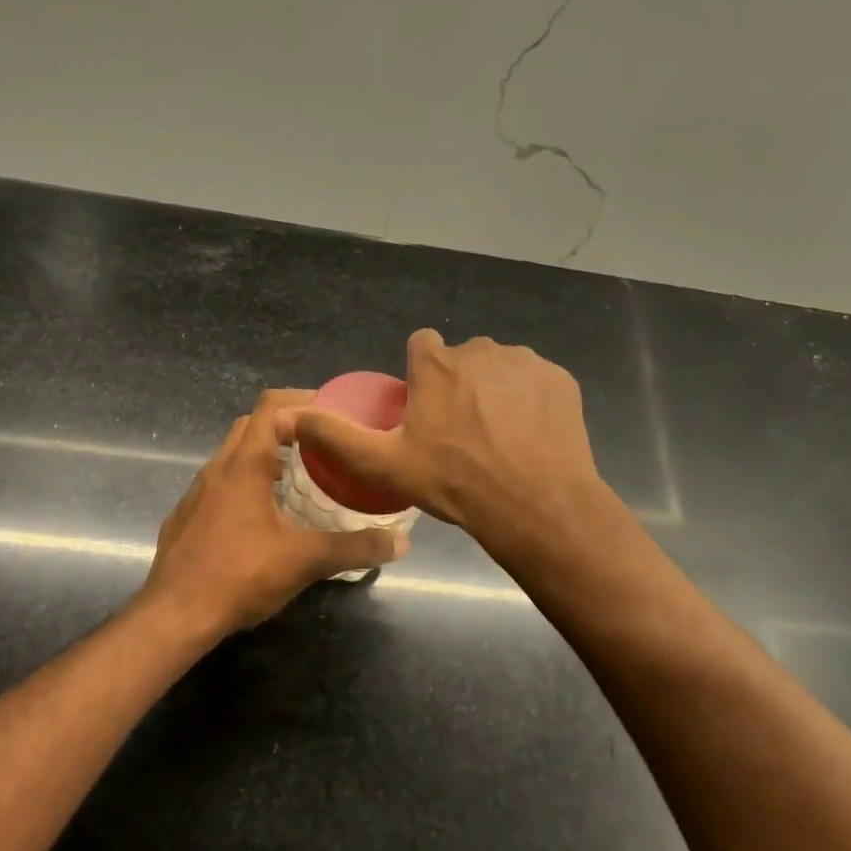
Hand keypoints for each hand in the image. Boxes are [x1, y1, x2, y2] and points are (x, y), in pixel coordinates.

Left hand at [139, 389, 409, 639]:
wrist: (174, 616)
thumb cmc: (239, 576)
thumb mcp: (305, 561)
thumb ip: (354, 548)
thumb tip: (401, 542)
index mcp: (244, 465)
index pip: (271, 406)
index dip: (302, 400)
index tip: (333, 413)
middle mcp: (216, 469)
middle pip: (251, 426)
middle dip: (286, 426)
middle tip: (322, 445)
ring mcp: (197, 492)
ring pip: (233, 456)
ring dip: (265, 457)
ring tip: (300, 479)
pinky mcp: (187, 516)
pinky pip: (220, 484)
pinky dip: (246, 484)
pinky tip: (264, 517)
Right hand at [289, 330, 607, 549]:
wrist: (536, 505)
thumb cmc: (454, 482)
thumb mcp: (384, 464)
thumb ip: (336, 435)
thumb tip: (290, 414)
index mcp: (437, 363)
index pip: (422, 345)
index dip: (421, 376)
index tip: (425, 410)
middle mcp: (481, 349)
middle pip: (462, 359)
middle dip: (459, 386)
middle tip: (460, 435)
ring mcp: (526, 362)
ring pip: (500, 369)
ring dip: (495, 392)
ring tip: (497, 440)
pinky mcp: (560, 380)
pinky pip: (535, 383)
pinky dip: (530, 402)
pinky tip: (529, 438)